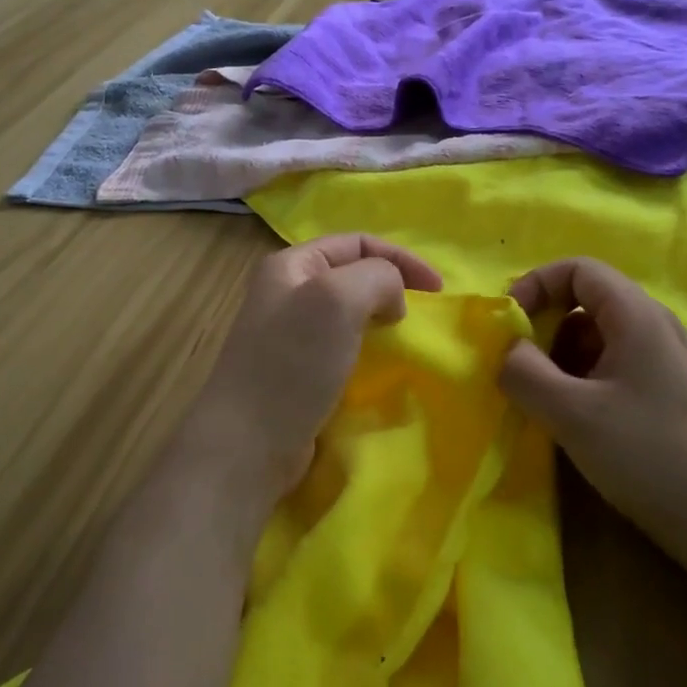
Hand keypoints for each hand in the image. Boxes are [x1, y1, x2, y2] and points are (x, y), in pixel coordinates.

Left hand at [187, 234, 442, 502]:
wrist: (248, 444)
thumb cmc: (292, 363)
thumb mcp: (338, 299)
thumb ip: (377, 277)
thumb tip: (391, 299)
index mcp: (290, 265)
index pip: (357, 242)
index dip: (402, 258)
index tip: (438, 290)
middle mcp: (286, 293)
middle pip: (353, 274)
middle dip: (391, 287)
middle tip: (419, 314)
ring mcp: (288, 335)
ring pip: (349, 313)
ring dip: (380, 319)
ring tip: (403, 339)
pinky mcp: (297, 372)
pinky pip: (342, 347)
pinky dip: (367, 350)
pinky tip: (378, 367)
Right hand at [499, 258, 686, 574]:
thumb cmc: (647, 454)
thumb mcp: (572, 414)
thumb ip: (524, 373)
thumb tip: (506, 349)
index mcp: (636, 315)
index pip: (578, 268)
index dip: (536, 284)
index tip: (508, 322)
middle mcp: (652, 326)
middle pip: (586, 299)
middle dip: (543, 323)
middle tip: (516, 363)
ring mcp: (661, 360)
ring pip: (596, 335)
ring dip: (558, 355)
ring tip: (539, 396)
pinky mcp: (663, 392)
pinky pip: (610, 364)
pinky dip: (579, 377)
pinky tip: (569, 415)